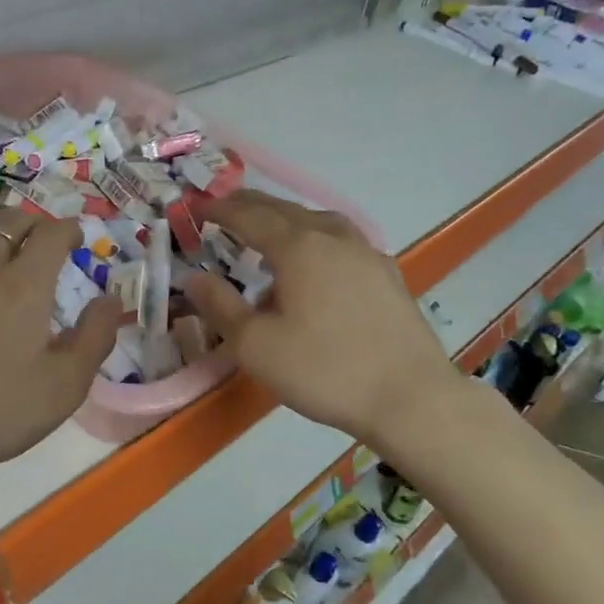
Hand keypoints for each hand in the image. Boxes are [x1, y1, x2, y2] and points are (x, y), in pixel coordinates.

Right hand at [185, 191, 458, 443]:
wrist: (410, 397)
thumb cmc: (324, 370)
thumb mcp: (256, 346)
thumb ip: (220, 307)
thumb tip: (194, 277)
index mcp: (298, 246)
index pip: (249, 215)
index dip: (219, 210)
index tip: (196, 208)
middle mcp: (333, 237)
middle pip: (283, 209)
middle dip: (249, 206)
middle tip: (223, 210)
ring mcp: (365, 252)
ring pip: (316, 221)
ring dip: (284, 220)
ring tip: (266, 235)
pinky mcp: (385, 273)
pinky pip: (339, 241)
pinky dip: (313, 239)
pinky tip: (314, 266)